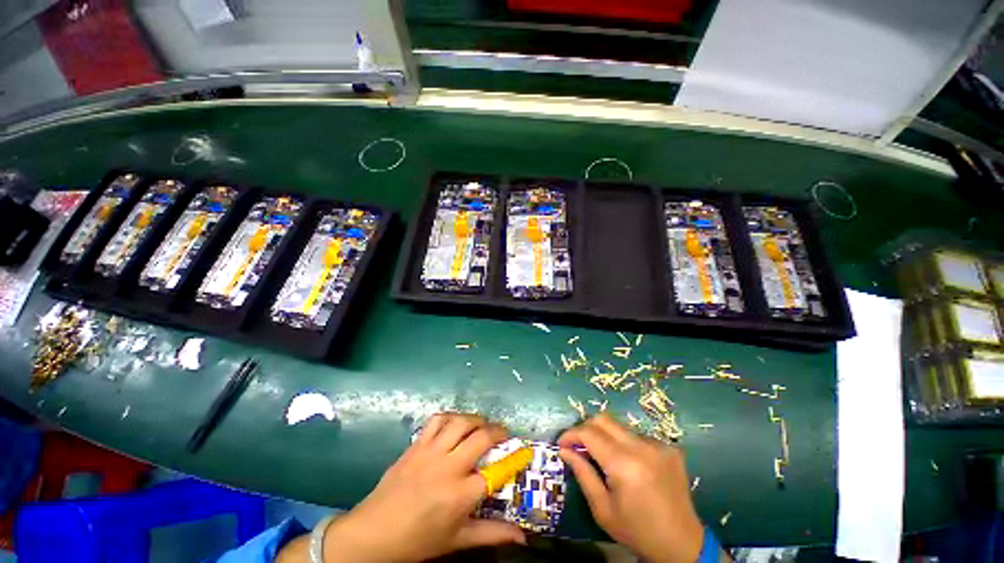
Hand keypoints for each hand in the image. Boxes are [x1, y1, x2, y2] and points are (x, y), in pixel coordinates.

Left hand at [320, 413, 525, 561]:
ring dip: (476, 419)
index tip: (523, 451)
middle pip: (481, 438)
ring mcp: (430, 452)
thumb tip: (523, 538)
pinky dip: (451, 416)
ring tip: (482, 424)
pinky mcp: (416, 445)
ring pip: (460, 422)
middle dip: (498, 431)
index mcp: (459, 495)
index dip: (514, 460)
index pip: (496, 473)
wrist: (372, 534)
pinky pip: (437, 420)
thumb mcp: (456, 540)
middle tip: (503, 434)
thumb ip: (491, 534)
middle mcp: (448, 467)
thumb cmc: (417, 541)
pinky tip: (455, 423)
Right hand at [558, 413, 704, 562]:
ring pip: (620, 426)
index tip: (562, 444)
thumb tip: (564, 450)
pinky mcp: (669, 448)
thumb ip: (582, 474)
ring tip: (606, 459)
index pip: (589, 433)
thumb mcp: (603, 509)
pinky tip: (630, 465)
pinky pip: (637, 436)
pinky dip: (626, 444)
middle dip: (586, 428)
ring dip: (606, 437)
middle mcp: (642, 447)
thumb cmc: (637, 531)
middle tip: (580, 446)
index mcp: (624, 464)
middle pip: (603, 419)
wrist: (683, 545)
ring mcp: (658, 445)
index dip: (571, 434)